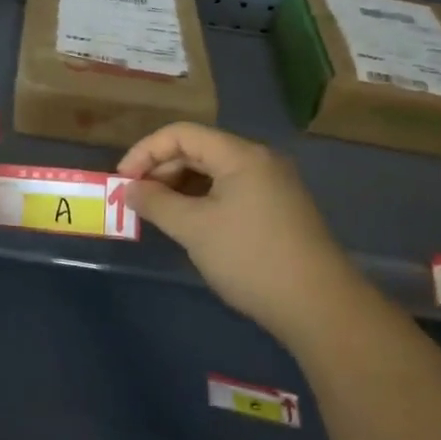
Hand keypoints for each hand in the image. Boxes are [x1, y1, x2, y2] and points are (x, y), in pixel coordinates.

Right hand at [117, 122, 348, 332]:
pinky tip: (188, 223)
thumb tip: (129, 189)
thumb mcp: (194, 229)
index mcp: (240, 155)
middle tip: (136, 199)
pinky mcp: (277, 209)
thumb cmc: (250, 258)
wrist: (318, 305)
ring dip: (179, 186)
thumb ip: (156, 202)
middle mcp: (259, 161)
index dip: (145, 151)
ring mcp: (272, 185)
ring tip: (157, 213)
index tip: (122, 181)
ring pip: (213, 172)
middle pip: (198, 149)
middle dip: (161, 169)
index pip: (181, 134)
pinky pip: (229, 190)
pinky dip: (201, 200)